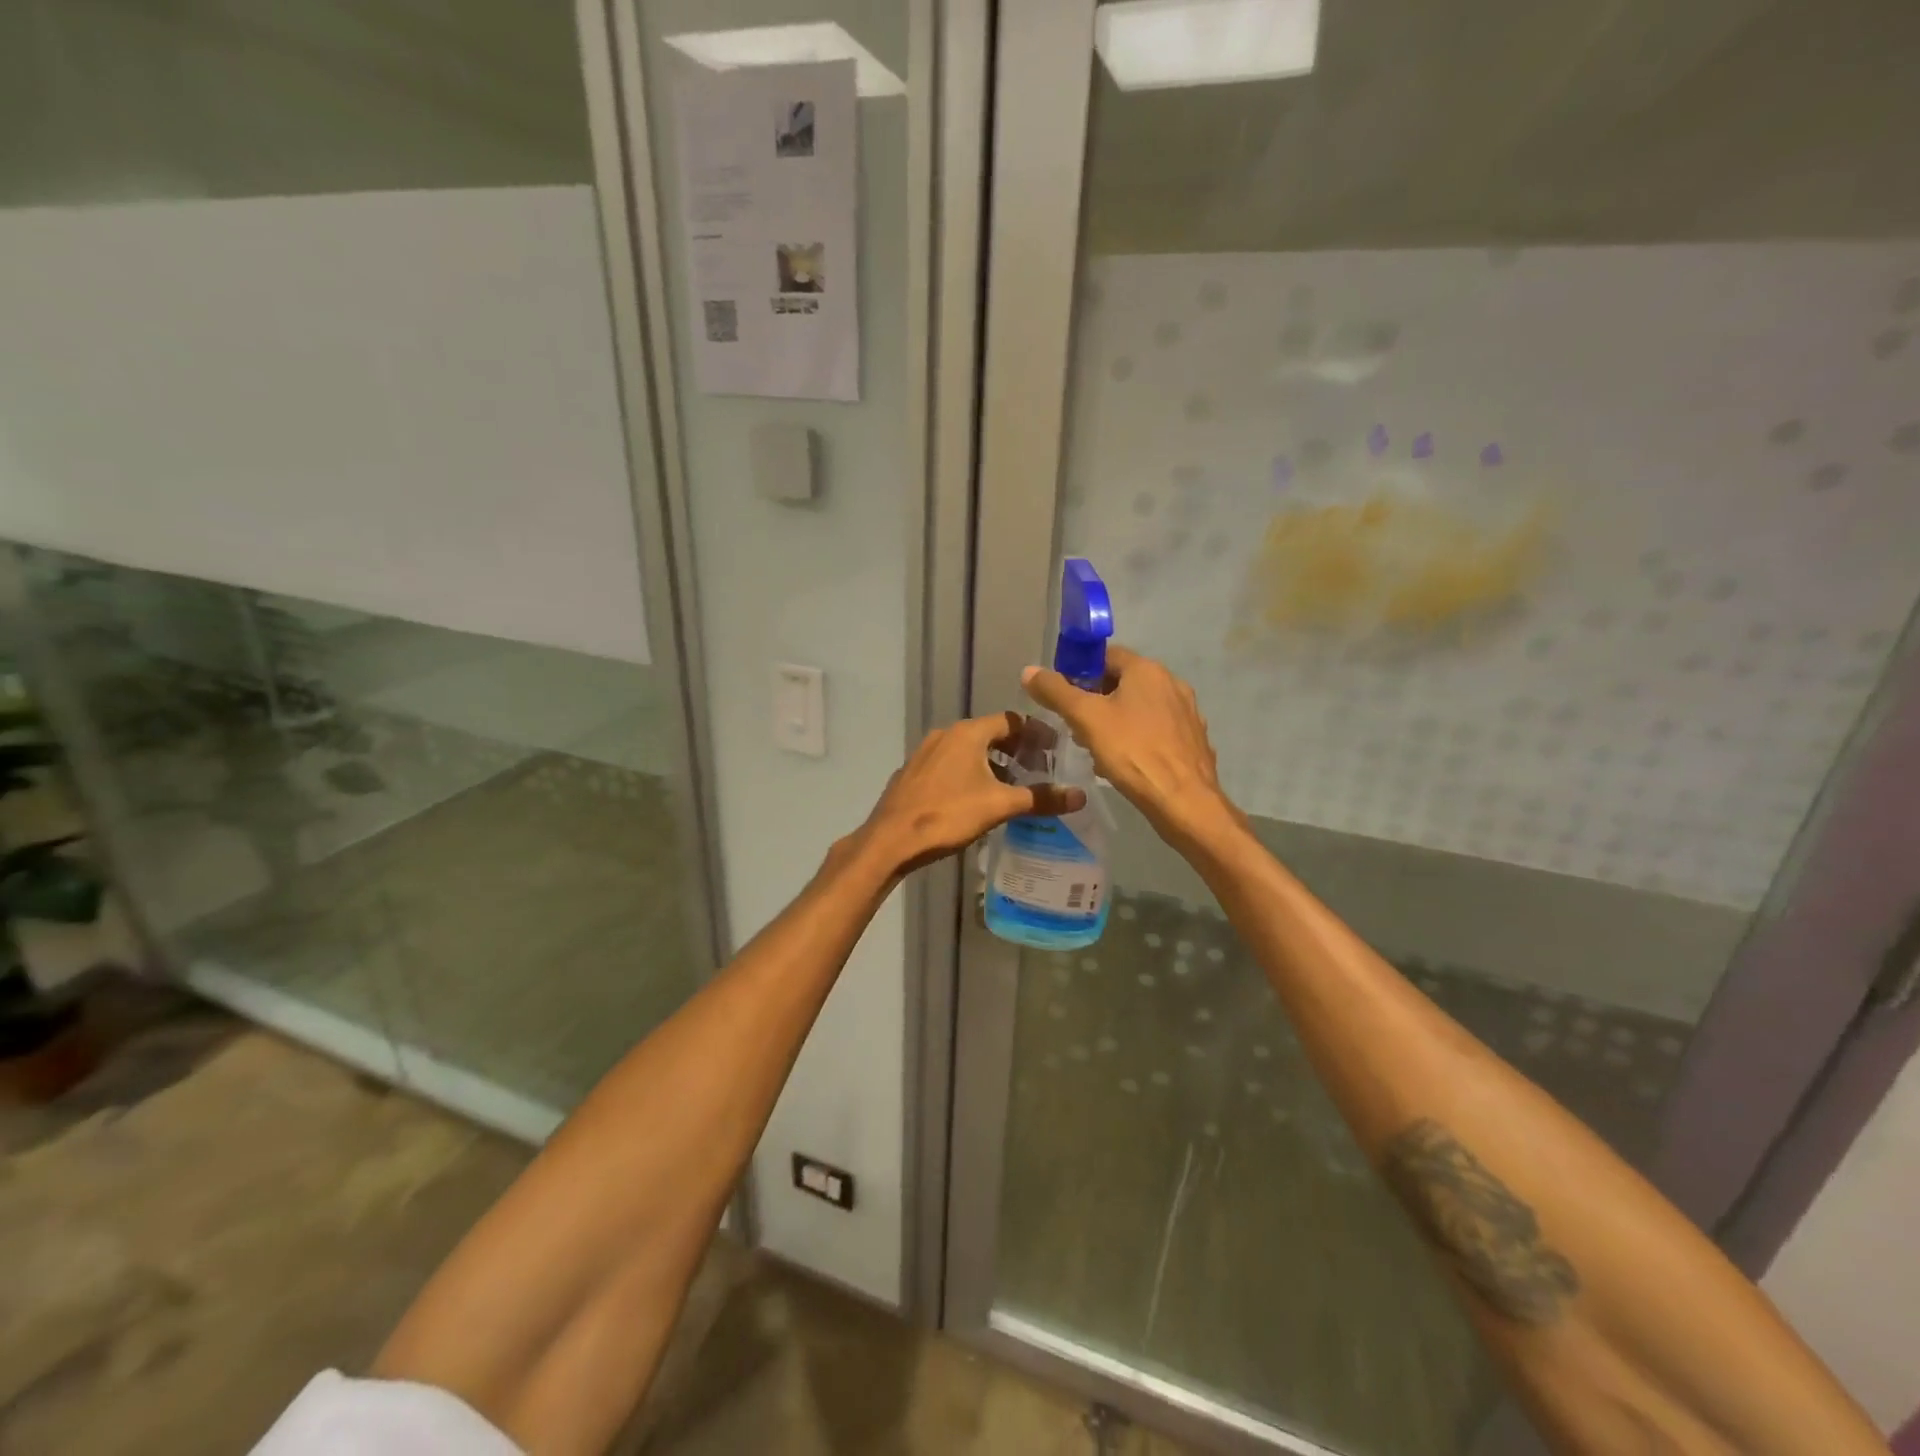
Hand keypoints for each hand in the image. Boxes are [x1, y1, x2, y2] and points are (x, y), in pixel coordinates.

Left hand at [860, 712, 1085, 875]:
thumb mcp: (999, 806)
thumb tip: (1080, 796)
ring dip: (992, 763)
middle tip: (1038, 768)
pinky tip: (976, 797)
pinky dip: (970, 772)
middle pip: (990, 733)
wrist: (890, 839)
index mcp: (968, 733)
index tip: (1055, 750)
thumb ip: (1040, 798)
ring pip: (968, 750)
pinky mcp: (913, 773)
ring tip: (1012, 785)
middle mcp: (946, 734)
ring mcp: (925, 753)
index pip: (1011, 720)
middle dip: (1016, 749)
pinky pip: (950, 764)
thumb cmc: (948, 815)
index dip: (1036, 733)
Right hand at [1021, 646, 1237, 848]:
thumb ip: (1055, 691)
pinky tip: (1125, 762)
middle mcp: (1172, 683)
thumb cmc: (1132, 752)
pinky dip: (1138, 738)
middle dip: (1096, 699)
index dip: (1080, 670)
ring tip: (1096, 747)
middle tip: (1075, 725)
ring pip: (1140, 708)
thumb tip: (1029, 670)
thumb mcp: (1085, 718)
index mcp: (1147, 670)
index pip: (1106, 655)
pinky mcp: (1193, 740)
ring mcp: (1187, 712)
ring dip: (1116, 720)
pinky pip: (1157, 730)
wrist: (1183, 800)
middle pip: (1123, 682)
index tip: (1062, 695)